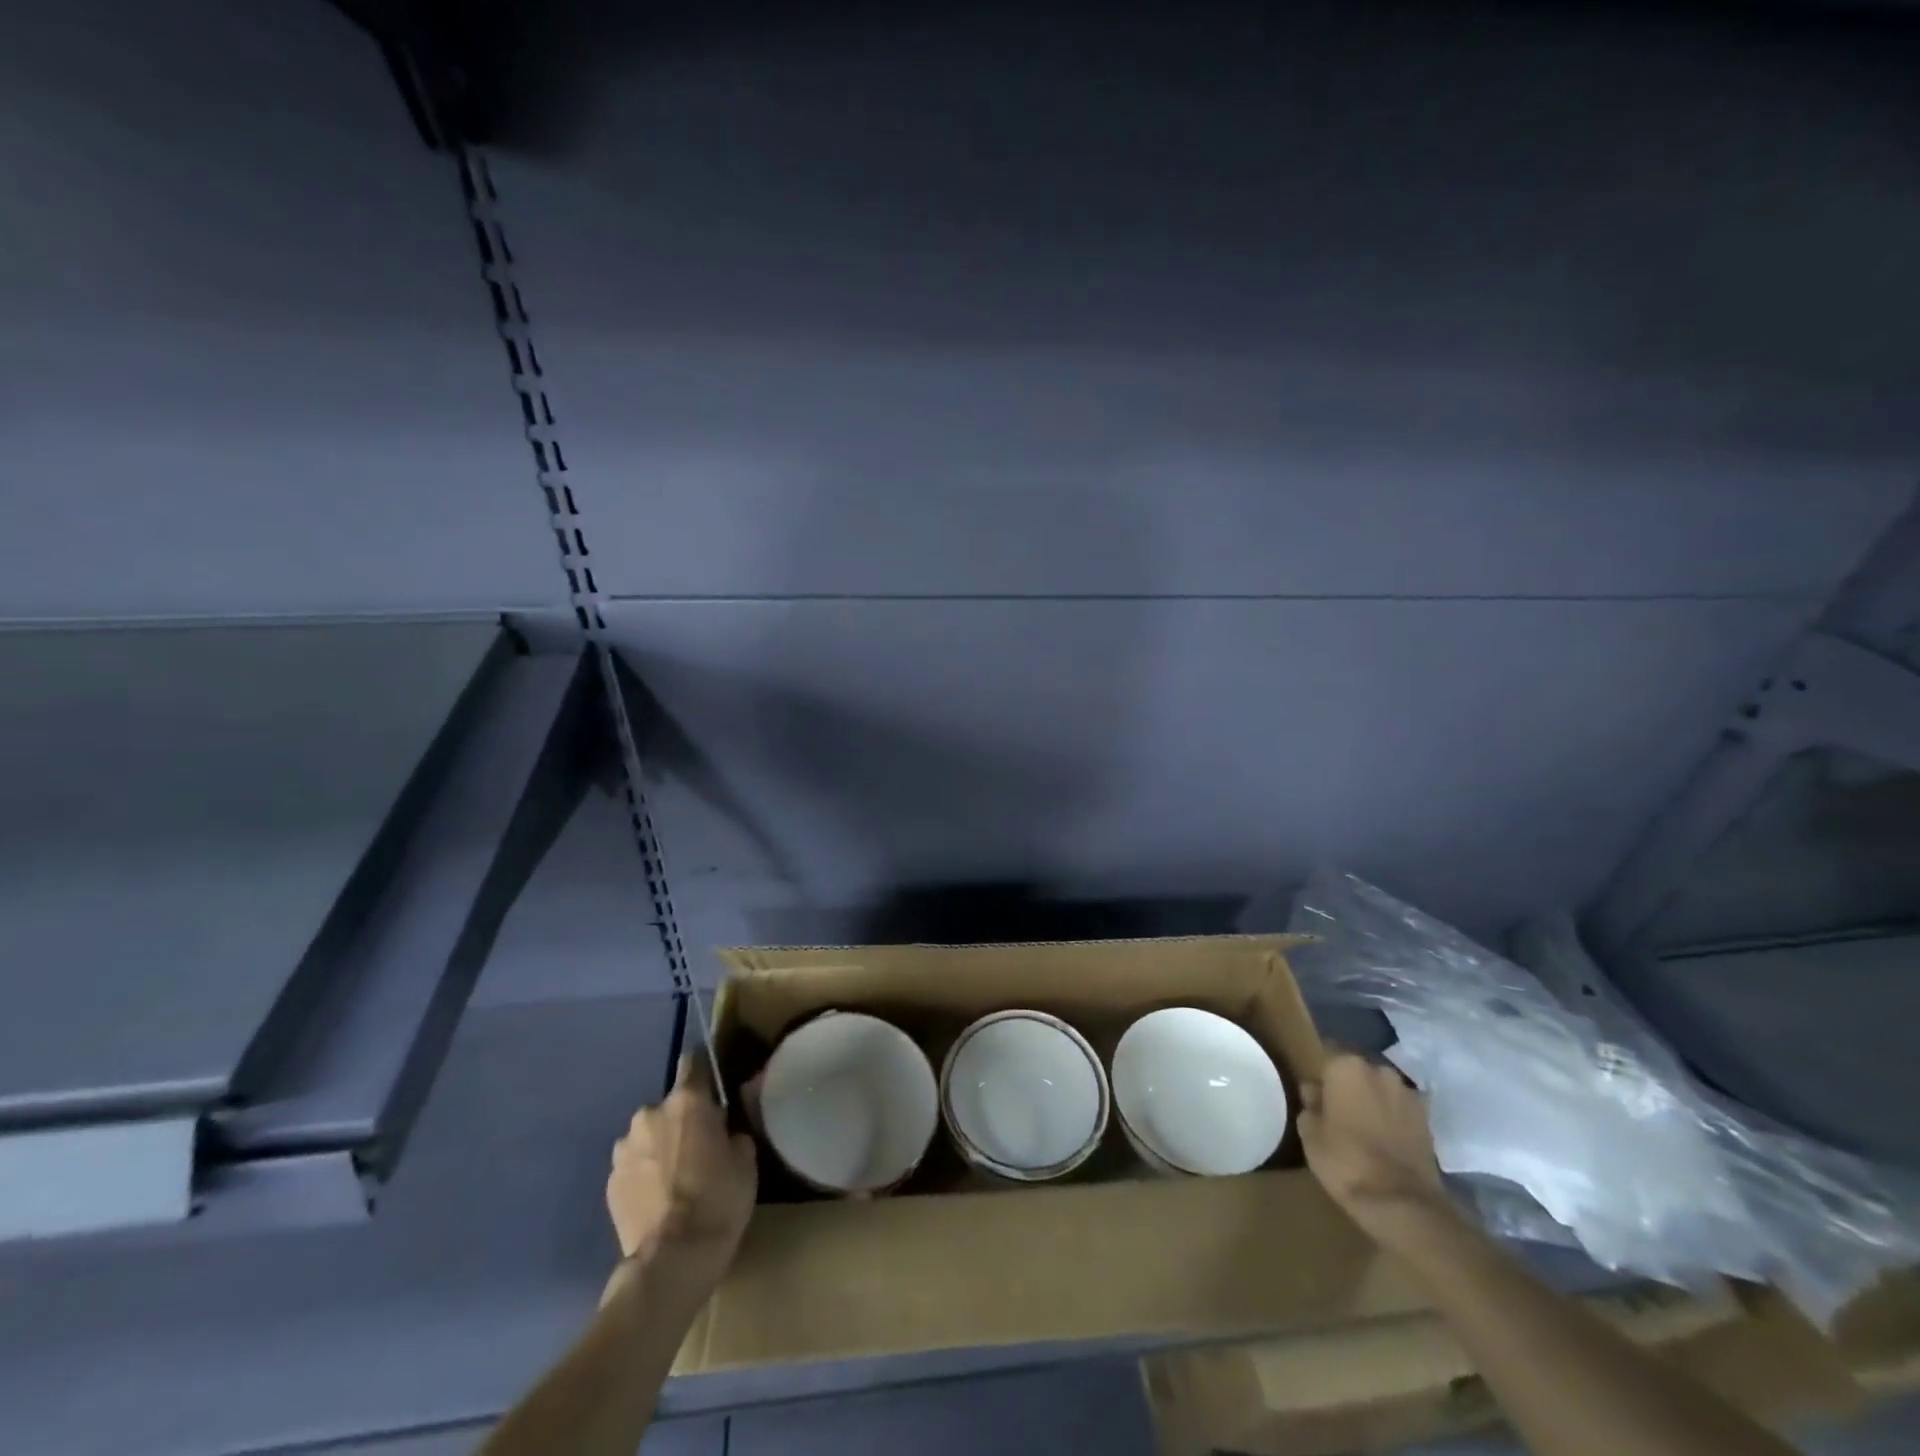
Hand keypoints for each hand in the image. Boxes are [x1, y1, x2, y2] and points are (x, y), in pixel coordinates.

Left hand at [607, 1051, 757, 1267]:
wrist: (672, 1261)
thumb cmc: (719, 1201)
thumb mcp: (746, 1160)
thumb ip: (732, 1131)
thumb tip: (723, 1127)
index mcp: (687, 1102)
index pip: (692, 1062)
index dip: (703, 1071)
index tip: (711, 1089)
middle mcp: (649, 1114)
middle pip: (668, 1106)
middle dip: (680, 1121)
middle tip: (697, 1149)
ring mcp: (624, 1149)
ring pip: (646, 1137)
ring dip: (658, 1148)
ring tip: (674, 1180)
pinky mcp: (609, 1183)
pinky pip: (632, 1167)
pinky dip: (643, 1175)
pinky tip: (657, 1201)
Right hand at [1298, 1052, 1452, 1248]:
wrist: (1403, 1203)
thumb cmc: (1345, 1160)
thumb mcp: (1310, 1134)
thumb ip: (1310, 1105)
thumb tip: (1315, 1092)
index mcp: (1346, 1066)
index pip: (1327, 1054)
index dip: (1321, 1075)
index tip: (1316, 1093)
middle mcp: (1379, 1070)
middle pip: (1357, 1070)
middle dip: (1349, 1085)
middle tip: (1338, 1110)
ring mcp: (1408, 1094)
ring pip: (1382, 1090)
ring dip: (1374, 1101)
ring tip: (1364, 1127)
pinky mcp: (1428, 1121)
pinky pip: (1401, 1110)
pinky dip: (1393, 1119)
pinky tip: (1385, 1141)